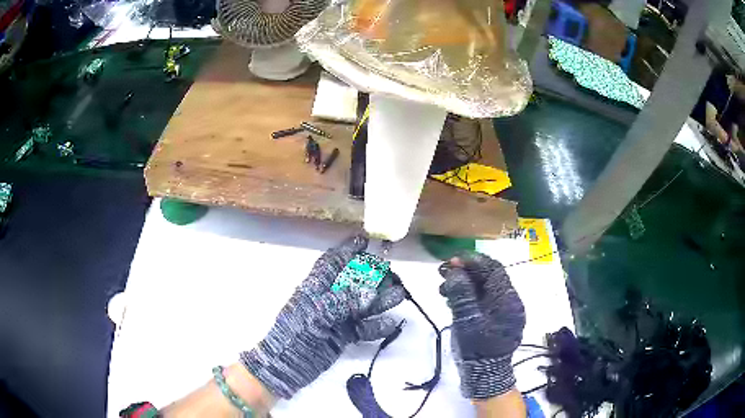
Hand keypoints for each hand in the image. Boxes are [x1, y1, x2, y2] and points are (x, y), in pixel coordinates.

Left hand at [241, 234, 405, 398]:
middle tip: (391, 271)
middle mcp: (329, 300)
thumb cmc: (295, 334)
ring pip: (362, 305)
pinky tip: (391, 324)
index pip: (332, 263)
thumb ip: (344, 302)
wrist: (286, 366)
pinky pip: (363, 328)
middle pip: (353, 283)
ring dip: (380, 300)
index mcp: (316, 288)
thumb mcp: (316, 314)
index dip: (347, 250)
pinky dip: (377, 326)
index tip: (364, 240)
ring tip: (399, 295)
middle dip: (372, 275)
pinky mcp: (343, 336)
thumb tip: (372, 293)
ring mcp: (337, 318)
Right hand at [439, 252, 525, 399]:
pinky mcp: (498, 319)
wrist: (486, 374)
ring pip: (485, 288)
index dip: (472, 261)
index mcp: (507, 299)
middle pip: (489, 277)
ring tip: (443, 287)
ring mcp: (505, 310)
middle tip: (444, 271)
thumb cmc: (477, 348)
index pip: (493, 269)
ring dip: (465, 283)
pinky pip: (484, 300)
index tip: (452, 260)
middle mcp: (510, 301)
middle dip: (466, 271)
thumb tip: (455, 271)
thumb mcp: (466, 321)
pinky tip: (454, 299)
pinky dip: (469, 295)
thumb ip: (461, 294)